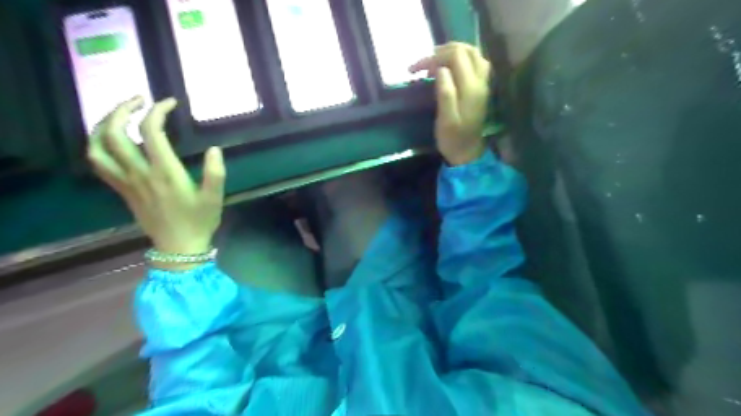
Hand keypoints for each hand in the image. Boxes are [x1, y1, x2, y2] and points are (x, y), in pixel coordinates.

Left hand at [88, 98, 223, 259]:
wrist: (179, 246)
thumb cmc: (199, 221)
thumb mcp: (215, 198)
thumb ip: (216, 173)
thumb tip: (215, 149)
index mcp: (165, 173)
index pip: (152, 132)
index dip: (158, 111)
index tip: (170, 103)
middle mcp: (140, 173)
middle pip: (115, 133)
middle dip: (122, 109)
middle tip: (139, 100)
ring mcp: (126, 182)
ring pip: (98, 146)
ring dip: (103, 124)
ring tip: (119, 115)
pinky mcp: (122, 189)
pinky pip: (98, 163)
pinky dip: (98, 145)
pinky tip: (111, 140)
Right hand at [412, 42, 489, 164]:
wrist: (468, 153)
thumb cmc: (453, 139)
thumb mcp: (445, 121)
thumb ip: (445, 93)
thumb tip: (441, 69)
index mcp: (470, 88)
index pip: (455, 57)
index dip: (434, 57)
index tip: (416, 69)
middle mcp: (480, 81)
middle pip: (465, 50)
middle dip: (442, 52)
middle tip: (424, 65)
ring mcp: (483, 83)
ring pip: (473, 53)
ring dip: (453, 52)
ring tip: (435, 62)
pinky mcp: (481, 87)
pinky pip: (476, 62)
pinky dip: (462, 59)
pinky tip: (450, 68)